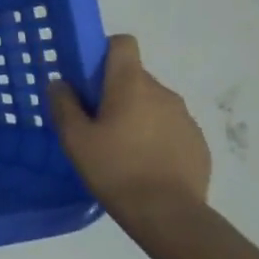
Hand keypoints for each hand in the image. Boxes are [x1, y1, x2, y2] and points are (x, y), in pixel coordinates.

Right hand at [48, 34, 211, 228]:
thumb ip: (63, 104)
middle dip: (114, 91)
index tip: (88, 77)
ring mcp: (185, 117)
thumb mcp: (74, 138)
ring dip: (136, 114)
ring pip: (152, 103)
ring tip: (119, 147)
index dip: (103, 51)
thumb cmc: (115, 169)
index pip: (122, 44)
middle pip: (134, 76)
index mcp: (131, 84)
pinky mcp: (198, 142)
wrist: (168, 214)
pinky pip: (169, 126)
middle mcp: (163, 92)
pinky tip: (143, 163)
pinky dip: (155, 136)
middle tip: (94, 122)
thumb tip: (60, 83)